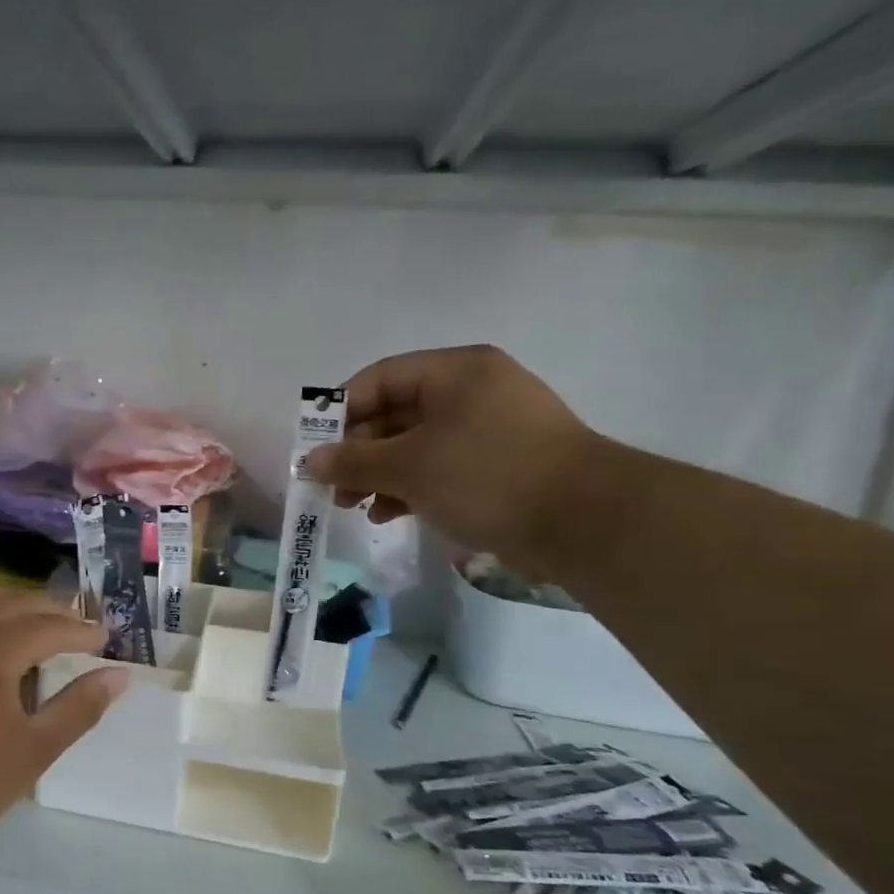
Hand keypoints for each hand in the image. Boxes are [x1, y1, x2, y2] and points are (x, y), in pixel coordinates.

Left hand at [0, 588, 127, 854]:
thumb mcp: (34, 749)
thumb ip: (79, 708)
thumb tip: (119, 676)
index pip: (49, 626)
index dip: (81, 631)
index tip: (106, 637)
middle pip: (15, 602)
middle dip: (51, 609)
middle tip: (80, 622)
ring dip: (15, 604)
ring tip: (39, 621)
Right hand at [302, 345, 600, 575]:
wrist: (585, 521)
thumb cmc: (486, 475)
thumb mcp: (409, 467)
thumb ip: (353, 461)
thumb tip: (309, 461)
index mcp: (454, 372)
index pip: (379, 379)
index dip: (340, 413)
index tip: (315, 449)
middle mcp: (471, 391)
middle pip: (394, 413)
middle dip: (358, 452)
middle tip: (332, 486)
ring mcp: (488, 428)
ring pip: (415, 444)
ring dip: (379, 474)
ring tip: (355, 506)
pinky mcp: (498, 464)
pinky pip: (439, 466)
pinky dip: (410, 487)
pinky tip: (389, 514)